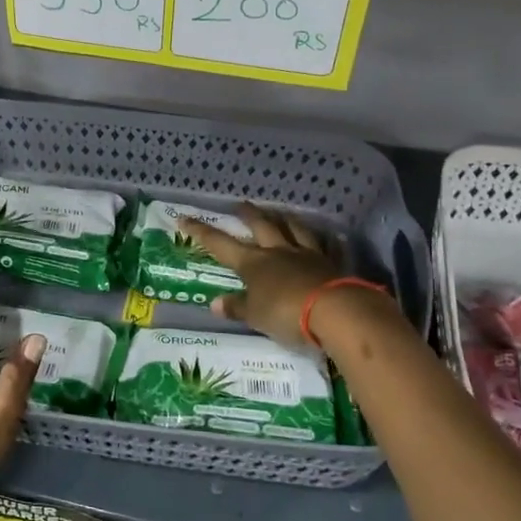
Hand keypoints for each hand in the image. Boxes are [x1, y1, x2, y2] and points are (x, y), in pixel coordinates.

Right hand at [178, 203, 341, 346]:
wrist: (336, 312)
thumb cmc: (286, 314)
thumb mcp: (255, 316)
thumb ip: (237, 307)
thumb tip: (215, 303)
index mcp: (253, 263)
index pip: (220, 244)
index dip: (201, 232)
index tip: (184, 218)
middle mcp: (279, 252)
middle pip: (262, 226)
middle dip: (249, 214)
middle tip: (241, 204)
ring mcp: (308, 255)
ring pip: (295, 229)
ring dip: (285, 219)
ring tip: (280, 212)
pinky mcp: (333, 264)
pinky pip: (328, 246)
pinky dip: (326, 240)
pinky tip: (330, 235)